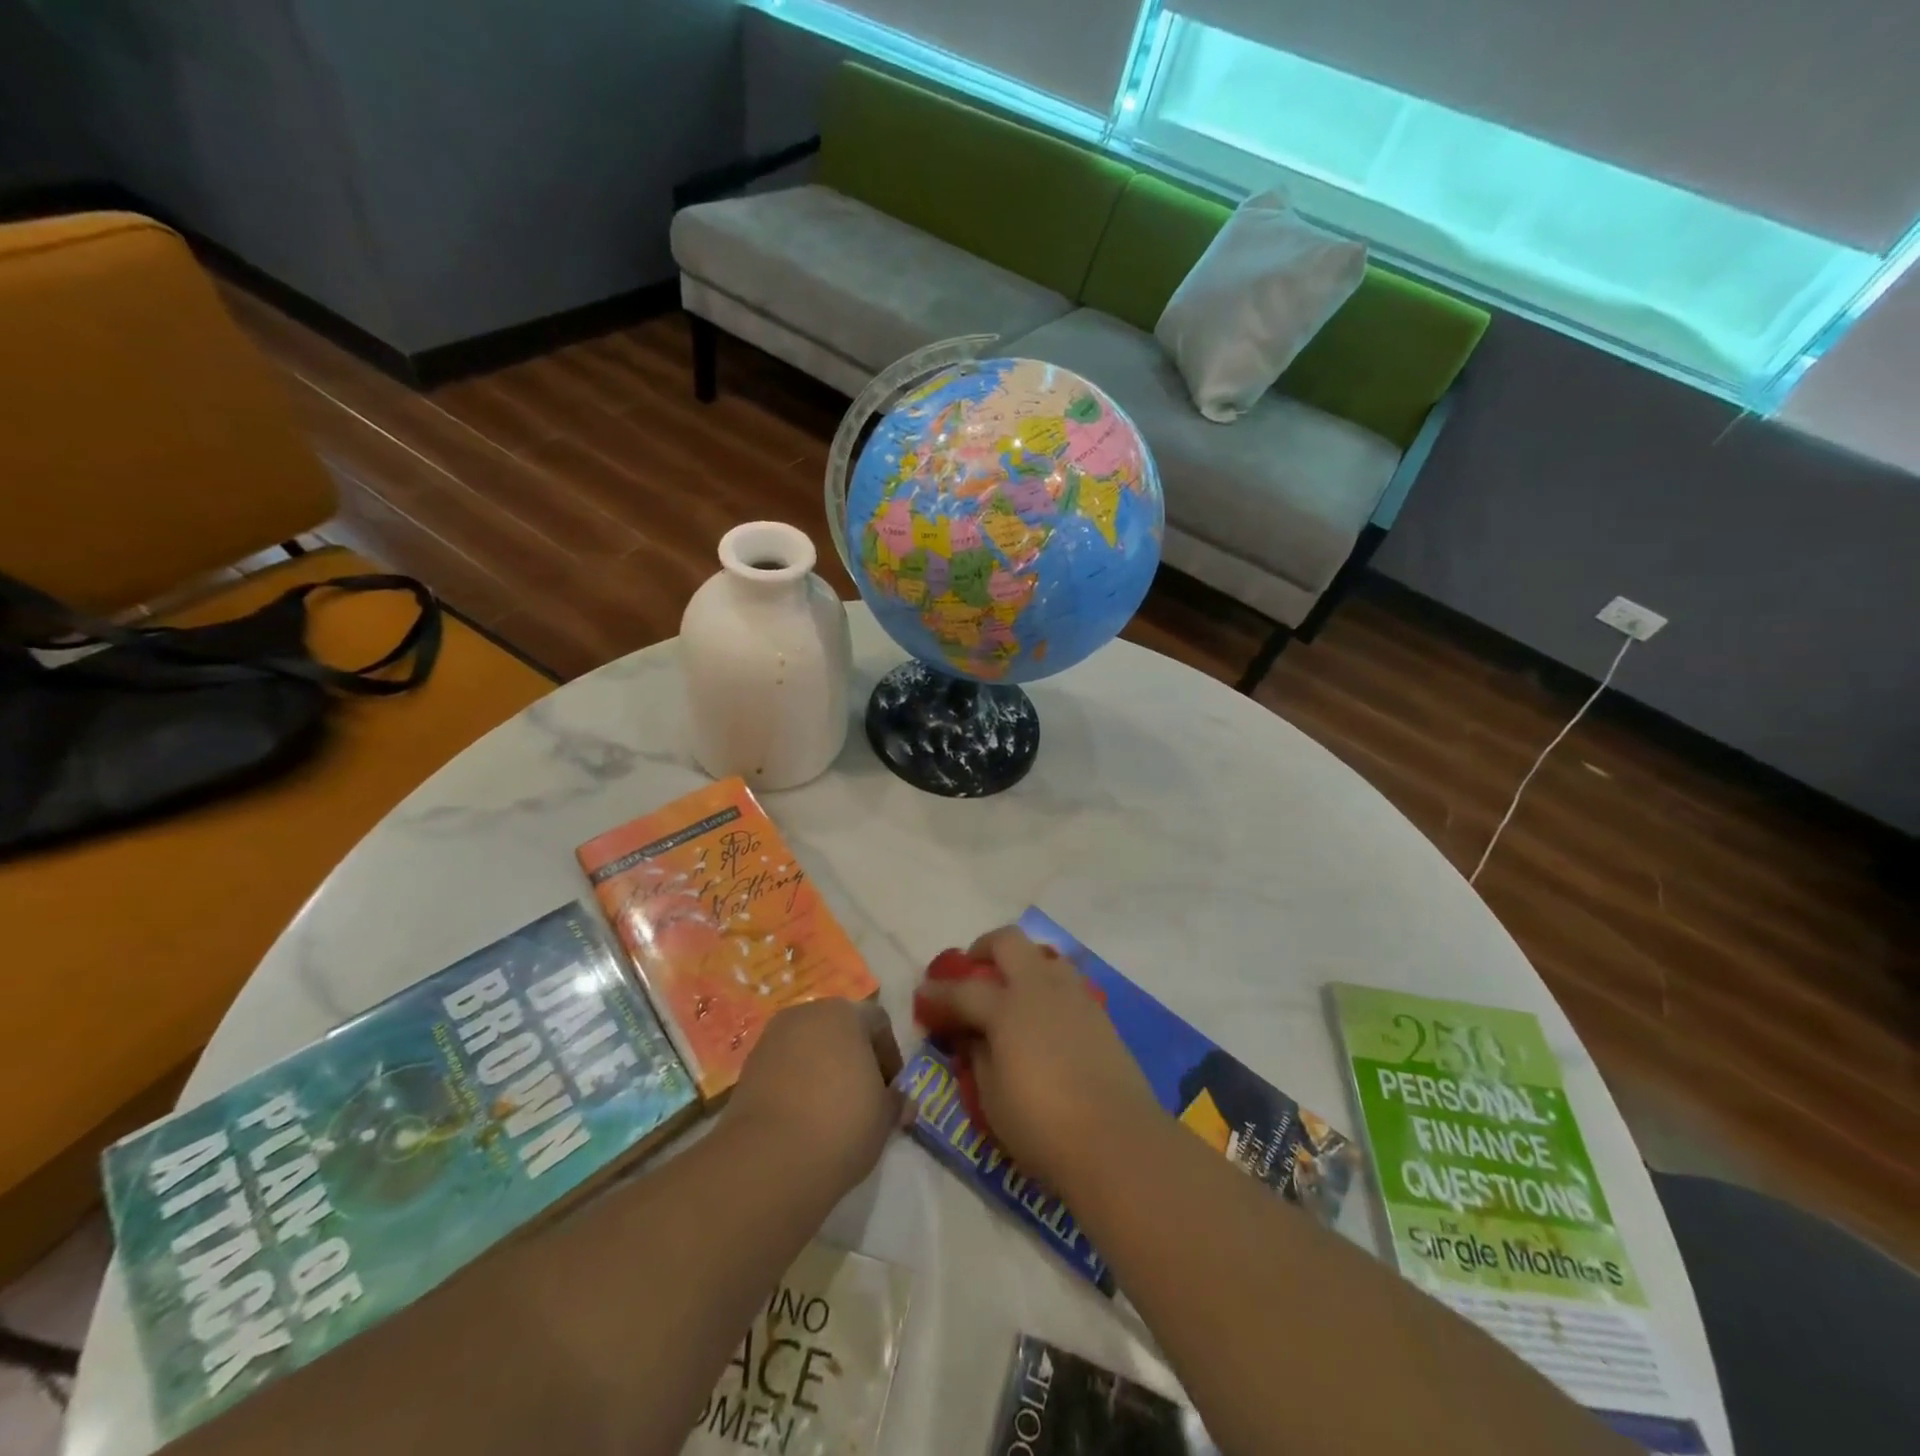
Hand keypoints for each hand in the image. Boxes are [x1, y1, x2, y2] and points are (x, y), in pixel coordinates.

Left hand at [724, 998, 905, 1198]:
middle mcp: (807, 1014)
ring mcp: (772, 1038)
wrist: (769, 1160)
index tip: (891, 1091)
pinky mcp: (748, 1067)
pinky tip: (802, 1119)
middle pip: (839, 1029)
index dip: (890, 1056)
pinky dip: (796, 1085)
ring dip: (822, 1071)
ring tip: (830, 1112)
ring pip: (809, 1048)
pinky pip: (783, 1068)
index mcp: (845, 1013)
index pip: (878, 1022)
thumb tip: (902, 1102)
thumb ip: (895, 1102)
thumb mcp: (884, 1117)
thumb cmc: (842, 1124)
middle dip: (854, 1059)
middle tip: (863, 1098)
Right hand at [913, 927, 1160, 1196]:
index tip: (923, 994)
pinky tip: (1044, 1015)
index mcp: (1007, 1008)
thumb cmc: (1043, 1125)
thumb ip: (978, 1056)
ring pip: (1044, 955)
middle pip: (1008, 942)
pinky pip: (1067, 981)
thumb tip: (974, 1035)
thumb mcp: (991, 1098)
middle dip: (984, 948)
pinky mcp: (1099, 1013)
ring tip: (1012, 990)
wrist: (1117, 1140)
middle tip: (973, 970)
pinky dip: (1048, 986)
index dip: (938, 992)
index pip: (962, 990)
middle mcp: (1040, 988)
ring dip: (1022, 962)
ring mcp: (1074, 996)